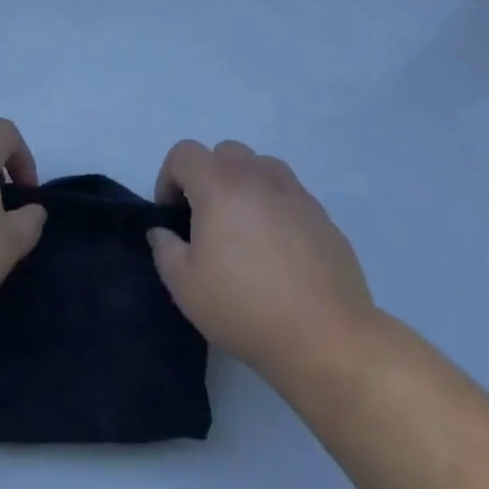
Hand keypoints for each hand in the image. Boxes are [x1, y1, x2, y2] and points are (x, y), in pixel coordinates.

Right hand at [149, 140, 374, 384]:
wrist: (324, 335)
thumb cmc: (244, 307)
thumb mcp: (185, 285)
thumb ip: (165, 249)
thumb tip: (163, 232)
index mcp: (221, 186)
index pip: (185, 153)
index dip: (168, 178)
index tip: (171, 215)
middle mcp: (259, 177)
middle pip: (225, 152)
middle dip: (207, 176)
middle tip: (204, 219)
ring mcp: (296, 193)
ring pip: (261, 167)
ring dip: (243, 185)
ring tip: (241, 229)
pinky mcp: (322, 215)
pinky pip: (288, 195)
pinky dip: (273, 207)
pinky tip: (275, 251)